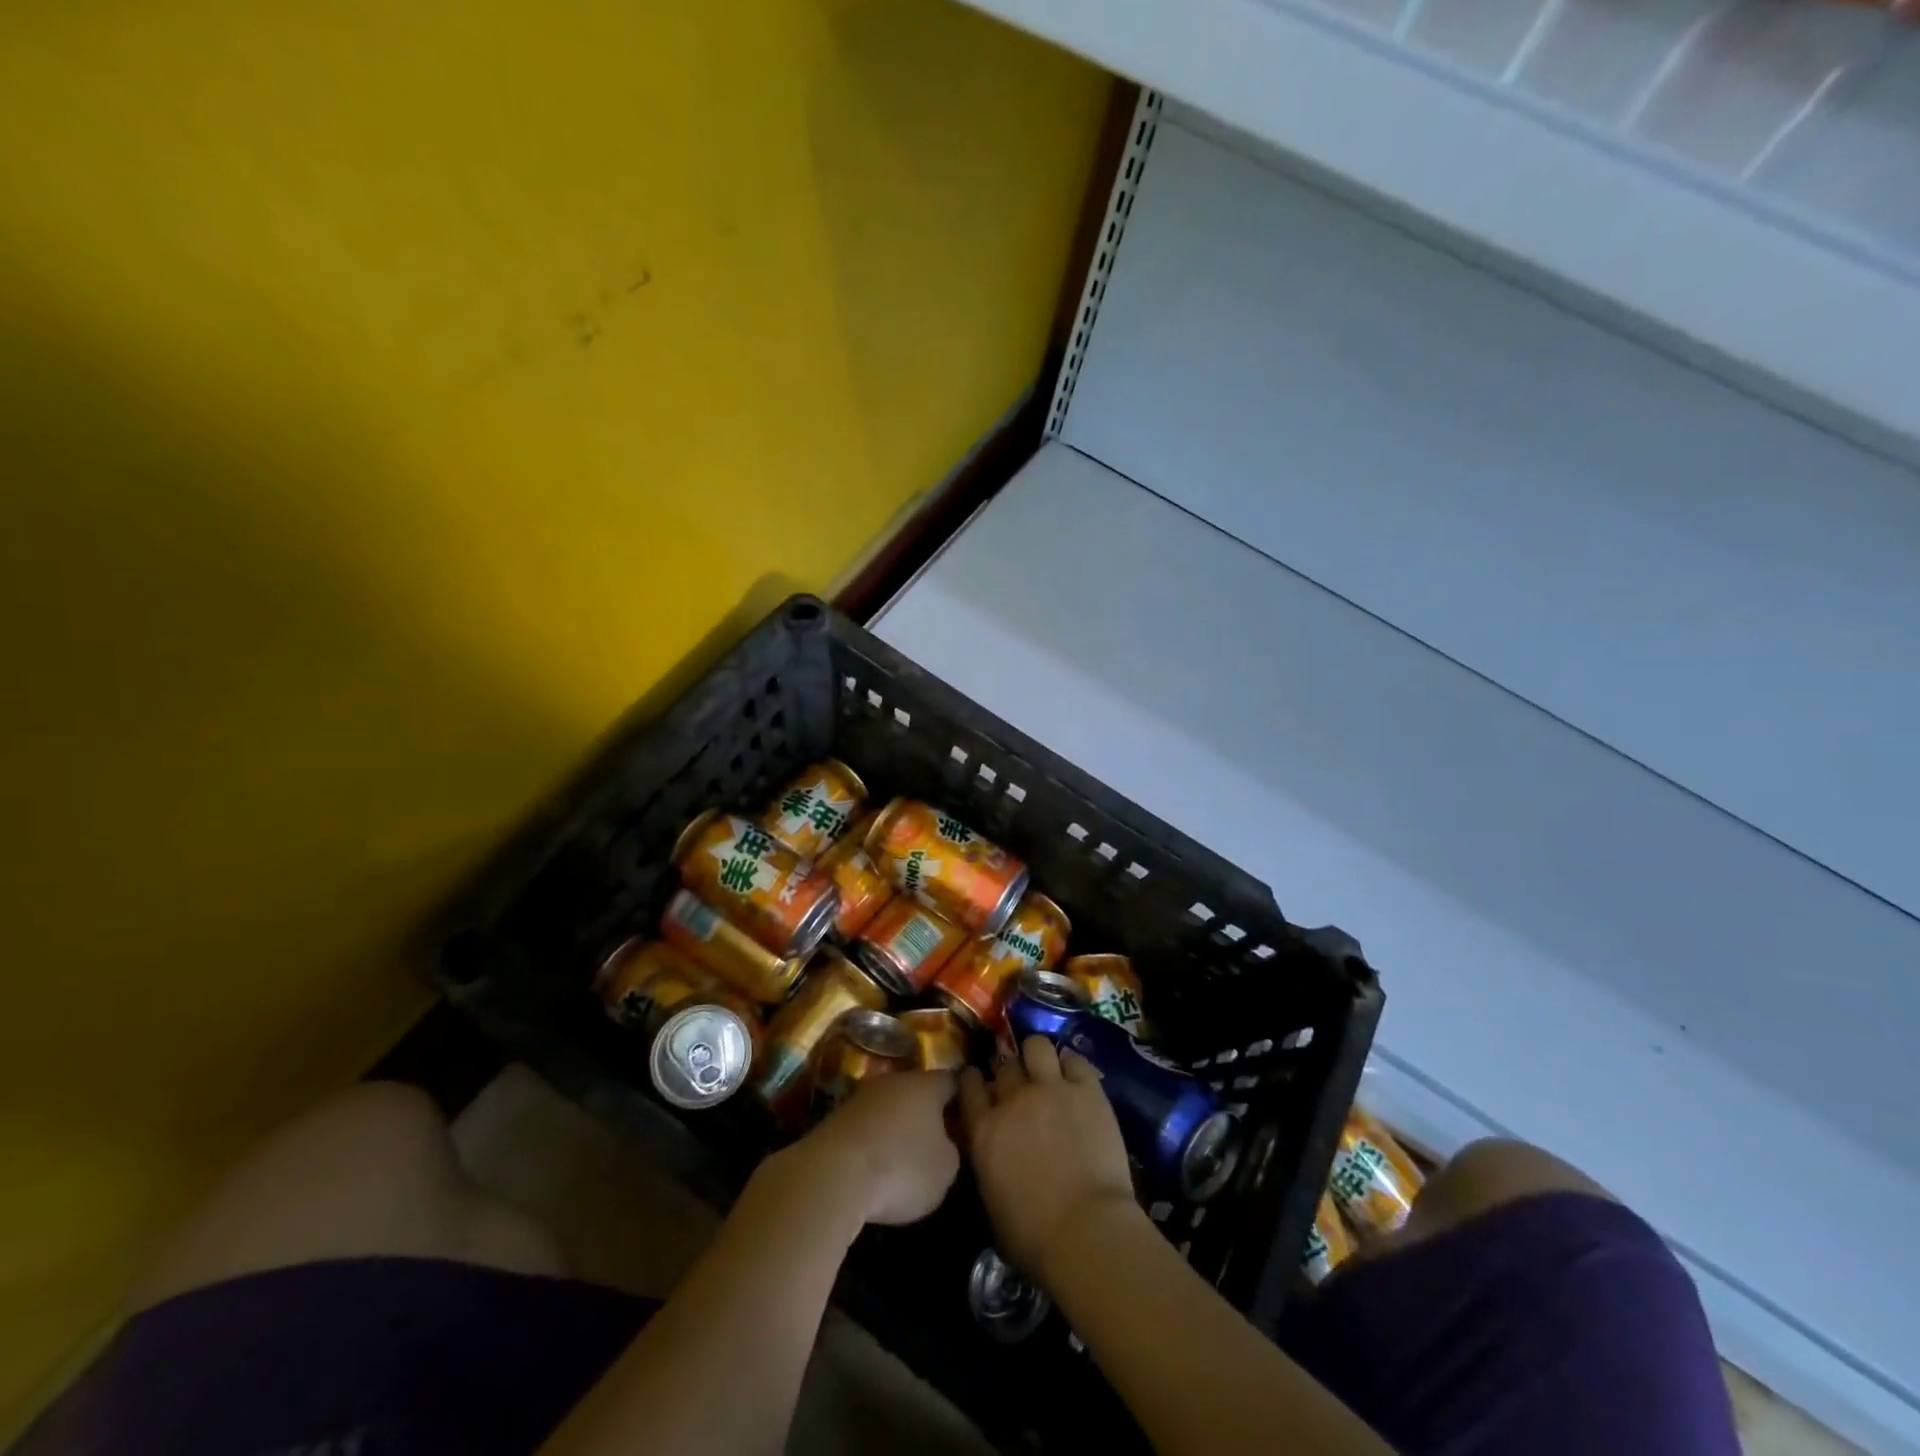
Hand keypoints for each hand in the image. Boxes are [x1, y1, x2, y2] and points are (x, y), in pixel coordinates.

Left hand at [793, 1071, 960, 1226]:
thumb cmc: (900, 1167)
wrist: (832, 1174)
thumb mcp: (945, 1169)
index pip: (952, 1081)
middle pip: (918, 1091)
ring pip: (889, 1107)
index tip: (968, 1115)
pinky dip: (873, 1141)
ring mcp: (862, 1096)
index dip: (962, 1098)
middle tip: (938, 1138)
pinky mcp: (836, 1117)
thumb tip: (943, 1143)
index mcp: (927, 1085)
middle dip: (927, 1112)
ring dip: (897, 1126)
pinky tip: (874, 1165)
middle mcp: (894, 1080)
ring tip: (904, 1155)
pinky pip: (866, 1125)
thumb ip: (952, 1150)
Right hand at [959, 1037, 1137, 1281]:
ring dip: (1038, 1057)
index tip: (981, 1082)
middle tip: (1021, 1086)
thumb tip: (993, 1157)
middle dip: (1010, 1072)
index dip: (974, 1080)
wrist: (1085, 1232)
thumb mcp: (991, 1203)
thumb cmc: (1033, 1237)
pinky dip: (1073, 1066)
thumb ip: (987, 1165)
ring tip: (1047, 1072)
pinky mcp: (1087, 1089)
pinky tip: (1076, 1079)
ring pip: (1036, 1046)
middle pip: (1005, 1065)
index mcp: (984, 1129)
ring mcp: (1051, 1088)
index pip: (969, 1085)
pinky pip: (1076, 1060)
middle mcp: (1013, 1099)